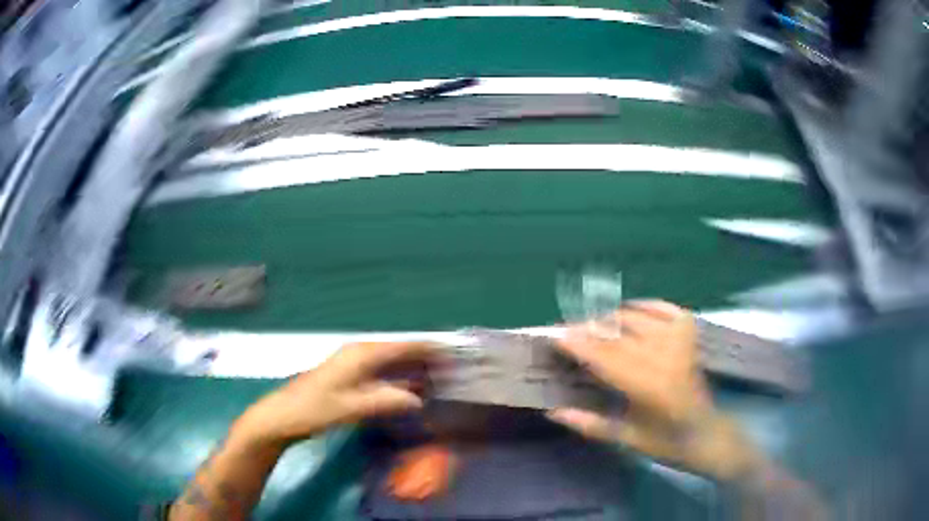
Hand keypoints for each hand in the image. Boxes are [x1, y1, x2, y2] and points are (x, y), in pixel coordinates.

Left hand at [235, 342, 437, 446]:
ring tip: (439, 378)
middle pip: (398, 350)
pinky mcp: (348, 376)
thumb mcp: (350, 408)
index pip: (402, 346)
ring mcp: (352, 364)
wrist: (281, 416)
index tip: (454, 353)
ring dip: (413, 368)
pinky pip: (382, 371)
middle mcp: (358, 353)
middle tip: (453, 369)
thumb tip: (419, 400)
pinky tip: (410, 389)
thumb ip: (385, 401)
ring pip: (390, 361)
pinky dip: (399, 377)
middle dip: (425, 358)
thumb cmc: (313, 410)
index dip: (428, 348)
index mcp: (360, 354)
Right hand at [547, 301, 760, 479]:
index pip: (607, 358)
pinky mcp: (690, 336)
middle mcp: (665, 358)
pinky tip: (630, 309)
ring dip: (612, 318)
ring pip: (638, 318)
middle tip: (568, 331)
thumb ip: (589, 423)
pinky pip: (665, 309)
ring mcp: (680, 342)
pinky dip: (646, 305)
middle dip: (590, 329)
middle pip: (619, 335)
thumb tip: (552, 411)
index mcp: (649, 388)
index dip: (580, 345)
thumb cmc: (665, 442)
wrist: (705, 433)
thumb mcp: (625, 439)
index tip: (556, 337)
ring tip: (595, 326)